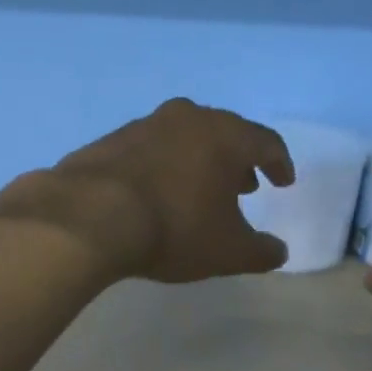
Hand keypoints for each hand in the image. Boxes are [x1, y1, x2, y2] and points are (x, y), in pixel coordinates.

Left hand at [0, 98, 294, 282]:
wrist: (88, 217)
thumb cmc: (173, 229)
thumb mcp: (227, 252)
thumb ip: (260, 252)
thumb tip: (279, 252)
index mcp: (224, 136)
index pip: (265, 142)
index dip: (279, 163)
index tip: (283, 181)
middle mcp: (187, 119)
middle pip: (223, 133)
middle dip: (237, 160)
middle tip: (243, 185)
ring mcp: (144, 125)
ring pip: (184, 138)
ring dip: (198, 161)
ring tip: (199, 190)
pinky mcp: (109, 140)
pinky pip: (148, 150)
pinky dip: (162, 166)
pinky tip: (155, 193)